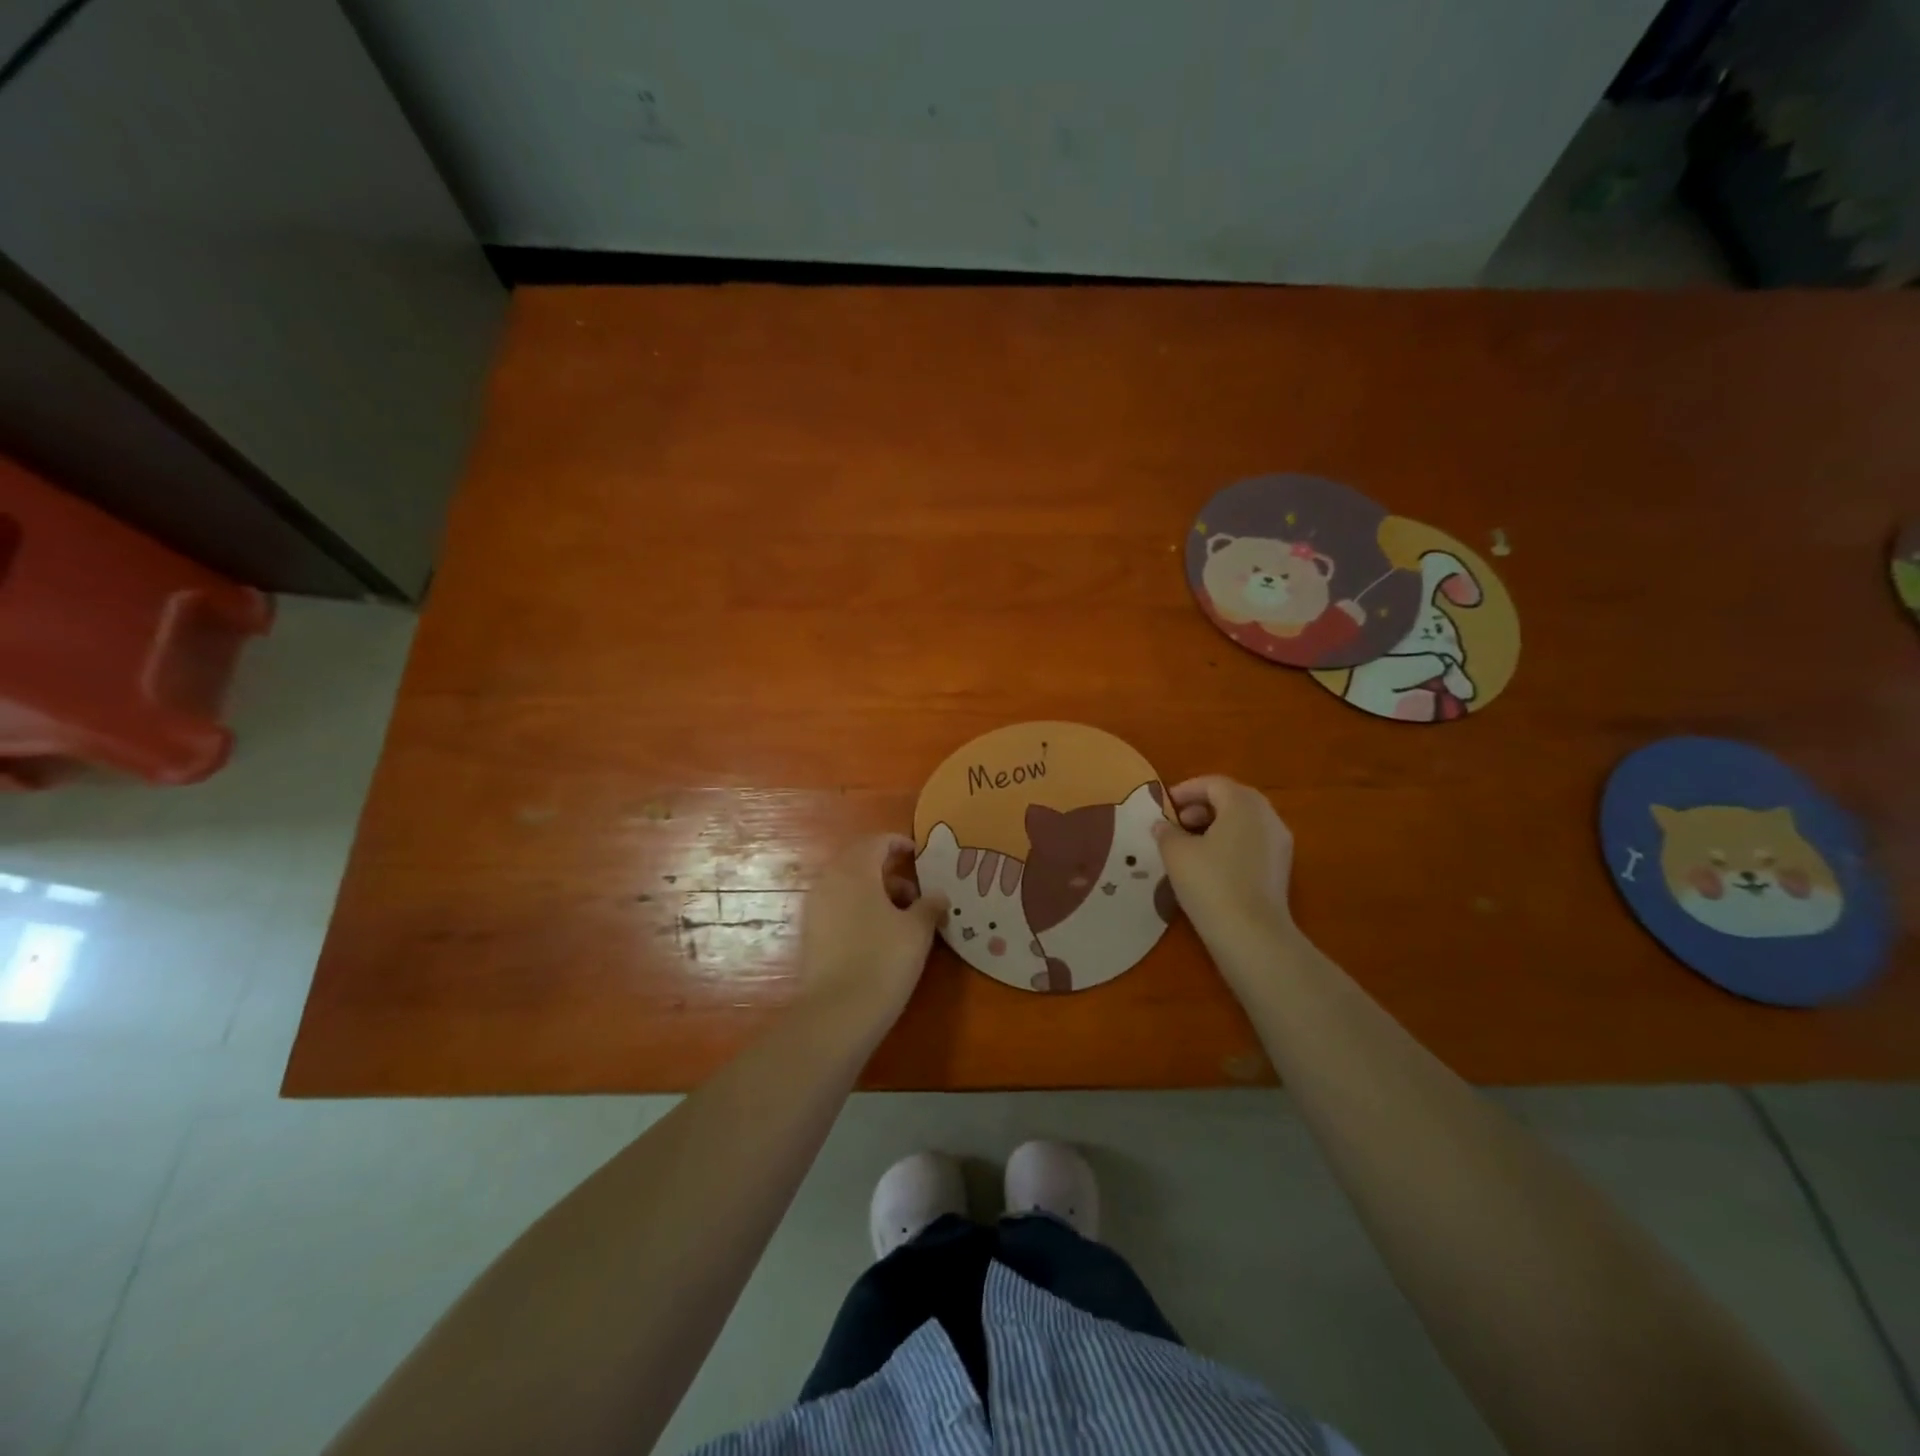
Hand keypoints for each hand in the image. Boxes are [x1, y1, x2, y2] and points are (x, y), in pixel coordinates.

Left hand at [797, 834, 948, 1031]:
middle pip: (859, 862)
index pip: (877, 842)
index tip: (919, 855)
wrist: (838, 1012)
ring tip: (902, 917)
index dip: (900, 844)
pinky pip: (838, 907)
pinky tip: (879, 935)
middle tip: (915, 891)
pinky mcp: (810, 933)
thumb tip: (938, 894)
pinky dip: (858, 910)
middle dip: (888, 871)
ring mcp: (815, 907)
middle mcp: (830, 880)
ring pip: (848, 886)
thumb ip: (929, 905)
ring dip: (874, 892)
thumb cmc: (884, 960)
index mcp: (855, 869)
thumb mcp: (917, 930)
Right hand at [1152, 776, 1295, 952]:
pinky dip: (1231, 842)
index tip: (1165, 806)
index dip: (1186, 790)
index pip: (1214, 784)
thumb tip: (1163, 825)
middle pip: (1233, 799)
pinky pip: (1253, 842)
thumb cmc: (1210, 883)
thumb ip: (1167, 832)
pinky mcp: (1281, 868)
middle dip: (1202, 806)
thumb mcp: (1176, 853)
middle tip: (1177, 822)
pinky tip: (1210, 864)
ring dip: (1217, 825)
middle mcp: (1267, 816)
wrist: (1251, 934)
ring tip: (1190, 845)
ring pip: (1244, 821)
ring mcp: (1279, 843)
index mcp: (1243, 804)